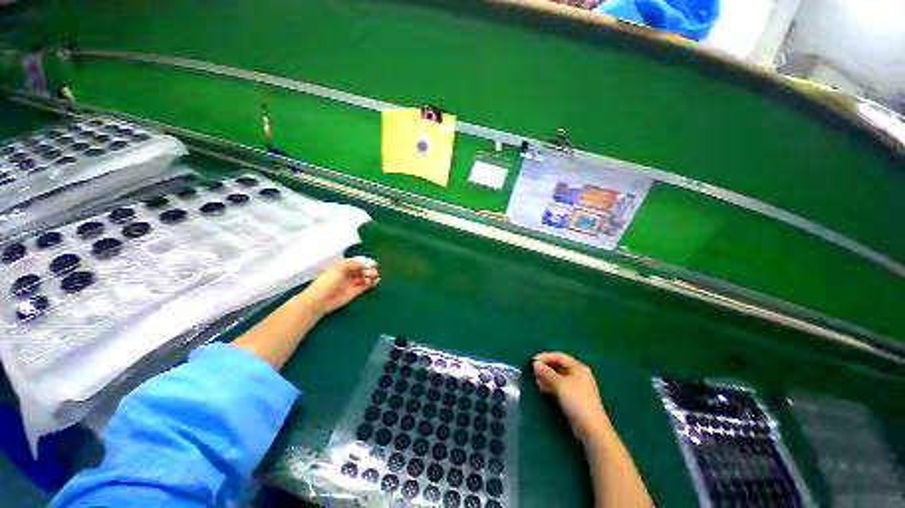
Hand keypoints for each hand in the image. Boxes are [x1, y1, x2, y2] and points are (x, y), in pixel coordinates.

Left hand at [300, 258, 379, 315]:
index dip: (364, 262)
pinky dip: (371, 283)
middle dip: (368, 269)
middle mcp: (347, 274)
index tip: (372, 263)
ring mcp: (351, 283)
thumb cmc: (327, 281)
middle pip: (361, 270)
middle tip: (374, 271)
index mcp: (342, 266)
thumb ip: (354, 264)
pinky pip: (365, 286)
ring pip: (364, 277)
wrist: (320, 300)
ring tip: (375, 276)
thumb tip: (367, 264)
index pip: (356, 262)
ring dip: (370, 276)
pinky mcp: (354, 292)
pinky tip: (377, 281)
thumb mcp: (339, 268)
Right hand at [533, 352, 611, 444]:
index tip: (532, 361)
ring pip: (559, 377)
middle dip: (545, 368)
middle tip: (533, 372)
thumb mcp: (559, 384)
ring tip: (536, 381)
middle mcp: (578, 374)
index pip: (559, 356)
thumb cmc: (576, 400)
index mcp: (577, 367)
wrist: (591, 427)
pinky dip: (551, 385)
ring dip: (547, 377)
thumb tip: (535, 363)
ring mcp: (577, 386)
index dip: (545, 357)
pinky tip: (542, 389)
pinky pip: (561, 386)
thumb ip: (546, 372)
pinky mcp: (575, 397)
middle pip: (559, 366)